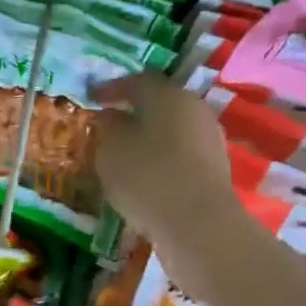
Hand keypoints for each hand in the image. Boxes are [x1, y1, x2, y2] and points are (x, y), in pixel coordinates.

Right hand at [93, 74, 236, 252]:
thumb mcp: (111, 149)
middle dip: (133, 111)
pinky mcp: (214, 169)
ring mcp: (209, 139)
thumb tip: (111, 116)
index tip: (91, 97)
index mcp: (168, 95)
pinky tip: (145, 174)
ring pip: (171, 129)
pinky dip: (160, 157)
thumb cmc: (147, 176)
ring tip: (123, 151)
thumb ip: (107, 127)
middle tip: (108, 122)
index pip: (136, 81)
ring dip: (148, 136)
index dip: (111, 88)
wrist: (198, 224)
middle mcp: (194, 109)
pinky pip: (180, 153)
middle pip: (159, 103)